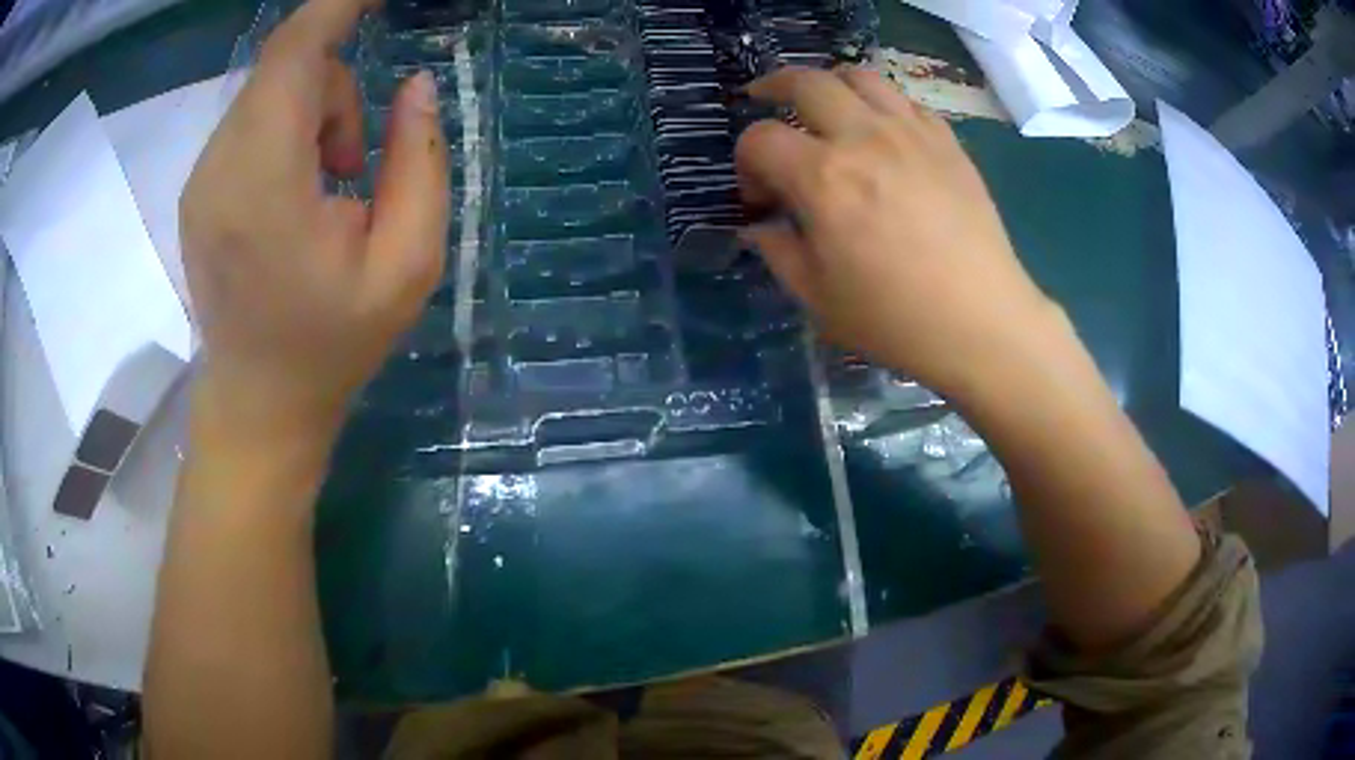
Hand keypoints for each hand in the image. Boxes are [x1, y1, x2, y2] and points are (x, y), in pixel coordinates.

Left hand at [180, 0, 448, 441]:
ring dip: (313, 106)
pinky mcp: (199, 185)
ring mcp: (202, 178)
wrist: (259, 402)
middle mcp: (219, 169)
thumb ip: (421, 161)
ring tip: (330, 183)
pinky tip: (300, 187)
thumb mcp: (408, 264)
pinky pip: (250, 115)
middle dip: (335, 82)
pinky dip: (288, 123)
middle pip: (284, 65)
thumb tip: (415, 85)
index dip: (338, 6)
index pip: (293, 54)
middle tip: (357, 157)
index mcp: (266, 187)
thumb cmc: (334, 343)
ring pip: (267, 87)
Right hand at [736, 66, 1056, 394]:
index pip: (760, 139)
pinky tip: (880, 129)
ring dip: (829, 82)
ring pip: (859, 76)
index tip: (759, 195)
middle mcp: (863, 138)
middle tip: (764, 100)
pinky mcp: (946, 141)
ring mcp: (911, 132)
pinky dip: (880, 103)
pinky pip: (904, 100)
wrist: (980, 321)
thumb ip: (777, 251)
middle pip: (805, 82)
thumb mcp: (817, 297)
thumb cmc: (895, 319)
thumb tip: (757, 225)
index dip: (746, 162)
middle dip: (773, 87)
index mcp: (823, 178)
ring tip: (823, 102)